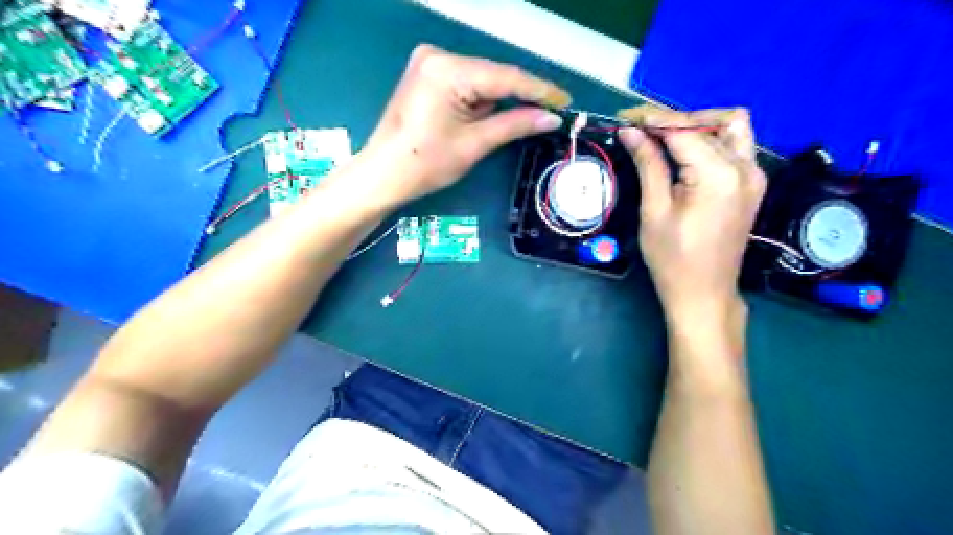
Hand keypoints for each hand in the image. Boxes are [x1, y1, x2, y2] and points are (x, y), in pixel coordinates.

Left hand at [366, 41, 567, 201]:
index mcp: (448, 70)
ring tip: (527, 116)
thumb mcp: (474, 144)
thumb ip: (514, 125)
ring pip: (482, 79)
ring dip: (502, 99)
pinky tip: (494, 114)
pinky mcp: (427, 74)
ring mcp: (430, 62)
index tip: (565, 101)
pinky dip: (483, 99)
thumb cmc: (425, 164)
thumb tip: (551, 118)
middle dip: (521, 95)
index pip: (505, 77)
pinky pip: (467, 82)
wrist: (383, 174)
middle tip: (551, 112)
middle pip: (494, 75)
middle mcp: (438, 56)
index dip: (540, 90)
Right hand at [618, 105, 765, 329]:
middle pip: (713, 122)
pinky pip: (735, 146)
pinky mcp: (753, 185)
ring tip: (666, 139)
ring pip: (732, 127)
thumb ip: (648, 165)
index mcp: (719, 175)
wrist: (704, 293)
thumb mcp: (654, 211)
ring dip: (699, 125)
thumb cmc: (672, 258)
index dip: (654, 121)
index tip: (627, 119)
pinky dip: (711, 140)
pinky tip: (686, 154)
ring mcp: (754, 175)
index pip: (685, 131)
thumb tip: (631, 133)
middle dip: (675, 120)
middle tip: (643, 131)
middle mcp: (746, 168)